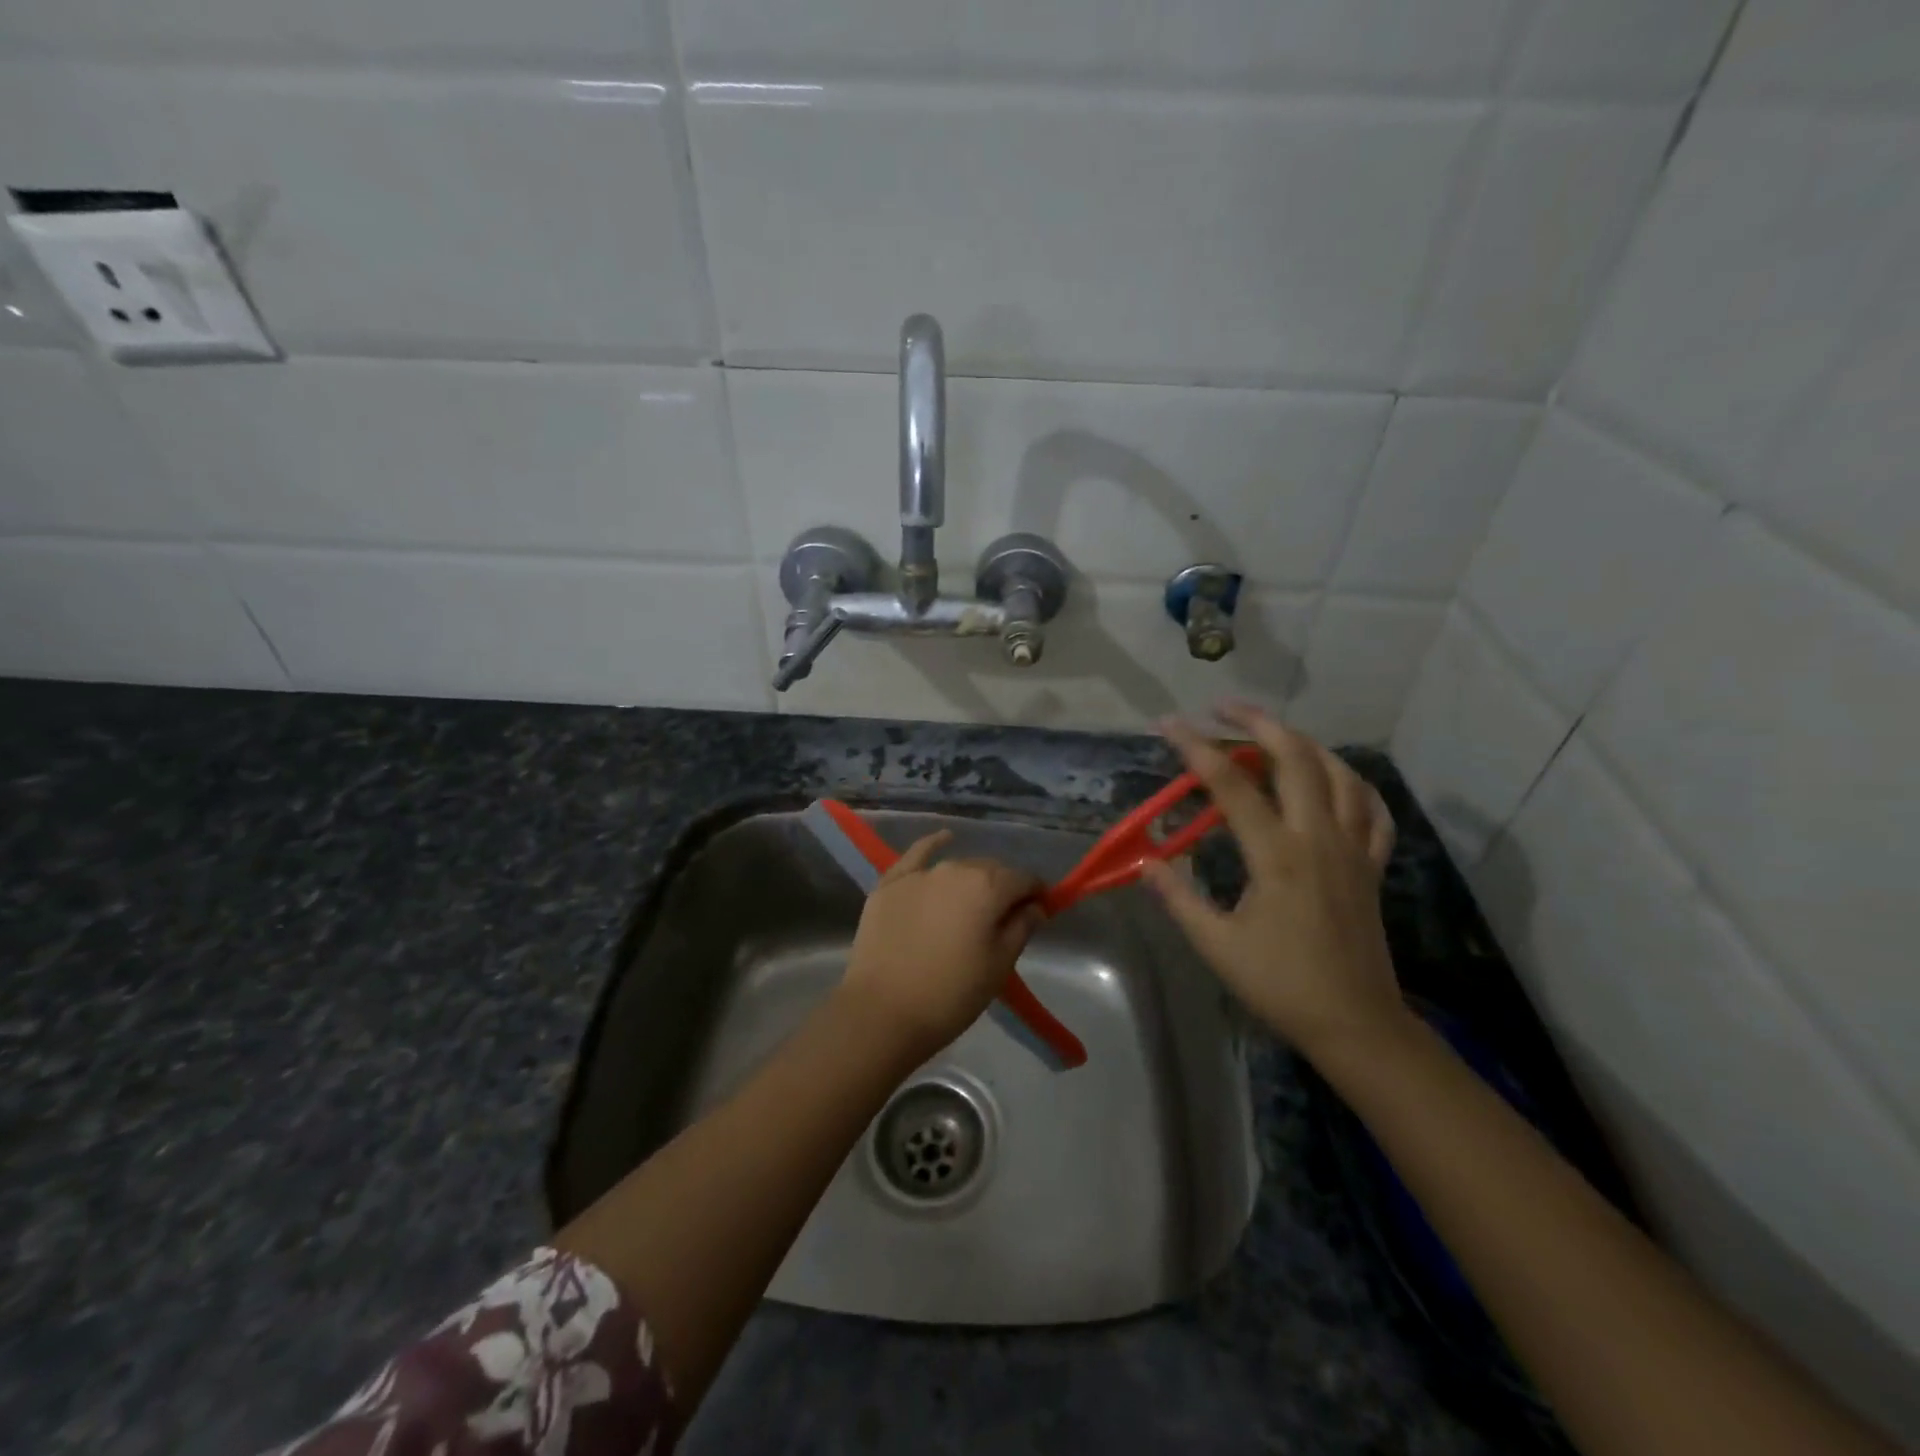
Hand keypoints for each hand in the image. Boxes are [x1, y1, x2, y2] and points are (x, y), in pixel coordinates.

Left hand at [840, 832, 1045, 1057]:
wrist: (882, 1011)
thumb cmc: (951, 994)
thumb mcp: (999, 966)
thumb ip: (1021, 928)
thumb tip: (1035, 906)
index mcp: (989, 887)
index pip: (1024, 879)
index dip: (1036, 894)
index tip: (1039, 913)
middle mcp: (956, 869)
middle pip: (991, 870)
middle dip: (1003, 888)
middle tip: (1004, 918)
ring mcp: (920, 874)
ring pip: (957, 867)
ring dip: (972, 879)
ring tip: (972, 904)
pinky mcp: (890, 884)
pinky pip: (917, 855)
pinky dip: (933, 845)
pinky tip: (944, 838)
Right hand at [1141, 703, 1409, 1061]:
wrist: (1355, 1023)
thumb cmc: (1281, 984)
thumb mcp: (1217, 944)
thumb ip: (1178, 897)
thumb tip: (1146, 862)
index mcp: (1277, 855)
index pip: (1230, 784)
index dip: (1196, 747)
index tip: (1168, 723)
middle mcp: (1318, 838)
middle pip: (1295, 757)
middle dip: (1257, 722)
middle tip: (1223, 708)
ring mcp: (1352, 848)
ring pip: (1339, 773)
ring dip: (1304, 742)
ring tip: (1273, 734)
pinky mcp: (1371, 865)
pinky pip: (1372, 809)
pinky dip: (1352, 783)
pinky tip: (1334, 779)